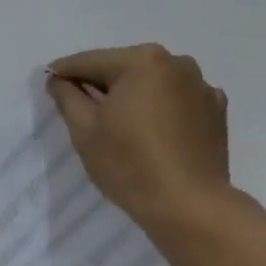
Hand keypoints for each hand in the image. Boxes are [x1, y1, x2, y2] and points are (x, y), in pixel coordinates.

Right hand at [46, 43, 233, 234]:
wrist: (187, 204)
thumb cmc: (128, 165)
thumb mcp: (84, 131)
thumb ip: (67, 97)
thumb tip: (59, 79)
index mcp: (141, 61)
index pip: (89, 61)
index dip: (63, 73)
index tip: (48, 84)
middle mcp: (176, 62)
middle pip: (124, 69)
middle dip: (101, 85)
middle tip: (82, 110)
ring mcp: (202, 85)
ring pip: (153, 84)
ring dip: (133, 96)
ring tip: (120, 125)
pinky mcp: (216, 110)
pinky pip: (178, 101)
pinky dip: (161, 110)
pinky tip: (153, 134)